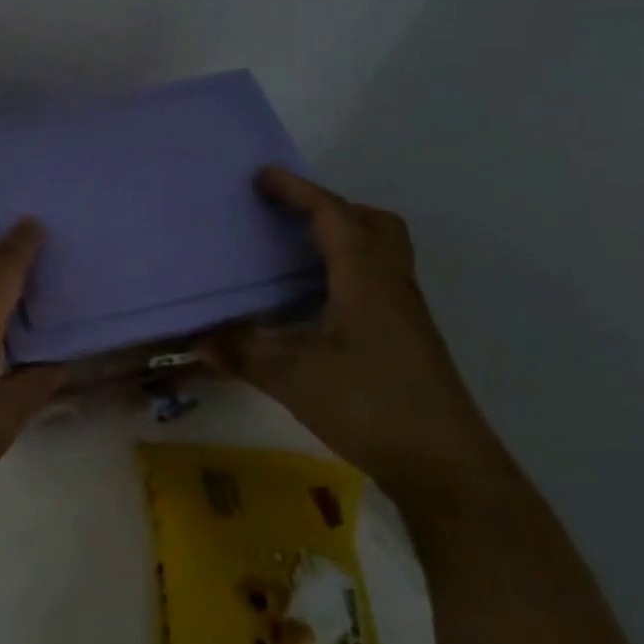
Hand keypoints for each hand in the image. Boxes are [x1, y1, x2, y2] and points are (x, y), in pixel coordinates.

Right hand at [209, 166, 509, 508]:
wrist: (446, 467)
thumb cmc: (369, 404)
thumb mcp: (292, 376)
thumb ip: (241, 352)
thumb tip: (197, 338)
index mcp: (365, 279)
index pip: (332, 215)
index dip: (297, 190)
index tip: (262, 176)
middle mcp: (391, 285)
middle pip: (373, 224)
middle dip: (331, 208)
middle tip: (291, 216)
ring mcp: (405, 314)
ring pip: (382, 253)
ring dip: (344, 239)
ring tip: (298, 254)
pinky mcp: (408, 340)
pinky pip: (378, 282)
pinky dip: (348, 273)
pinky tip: (317, 305)